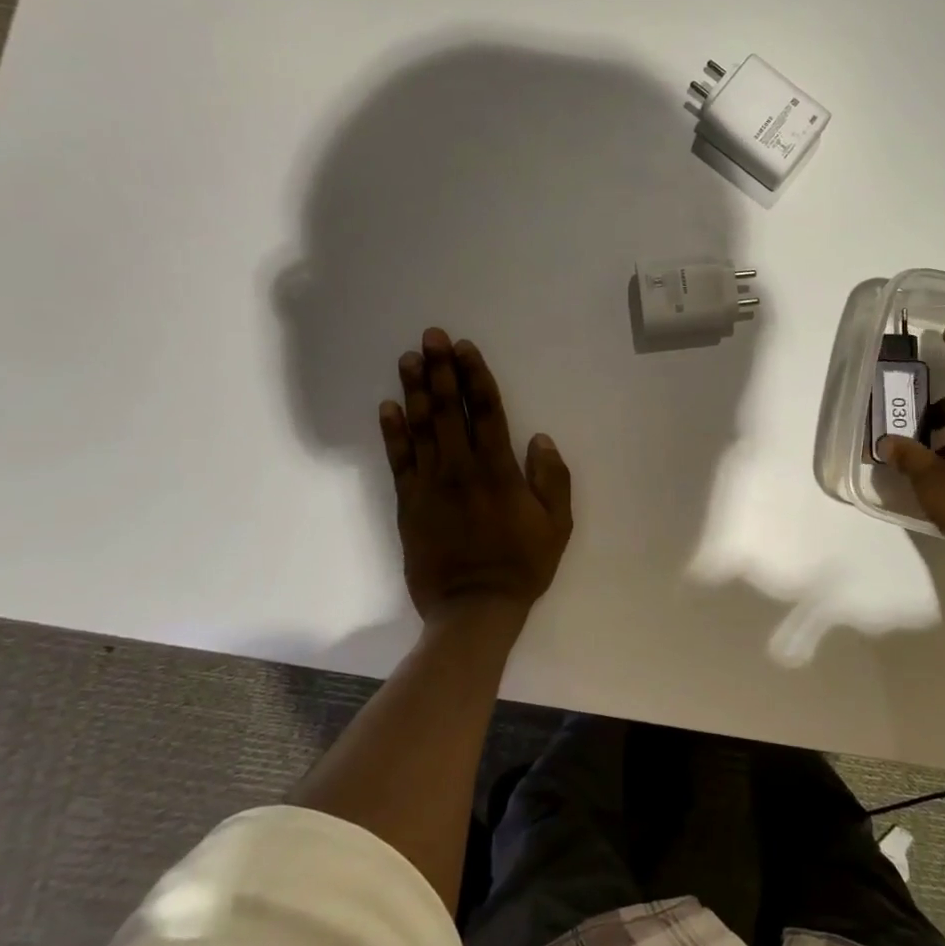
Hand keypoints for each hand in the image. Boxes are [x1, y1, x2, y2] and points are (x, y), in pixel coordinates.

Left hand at [379, 329, 573, 619]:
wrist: (474, 608)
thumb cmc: (522, 565)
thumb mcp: (557, 525)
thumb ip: (551, 479)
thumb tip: (539, 438)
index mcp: (499, 470)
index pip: (485, 412)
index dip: (475, 377)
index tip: (464, 348)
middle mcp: (461, 468)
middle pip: (448, 410)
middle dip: (440, 370)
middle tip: (430, 337)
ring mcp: (430, 484)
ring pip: (420, 428)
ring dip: (415, 390)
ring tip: (408, 358)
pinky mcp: (409, 503)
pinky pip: (399, 460)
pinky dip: (392, 432)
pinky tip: (387, 407)